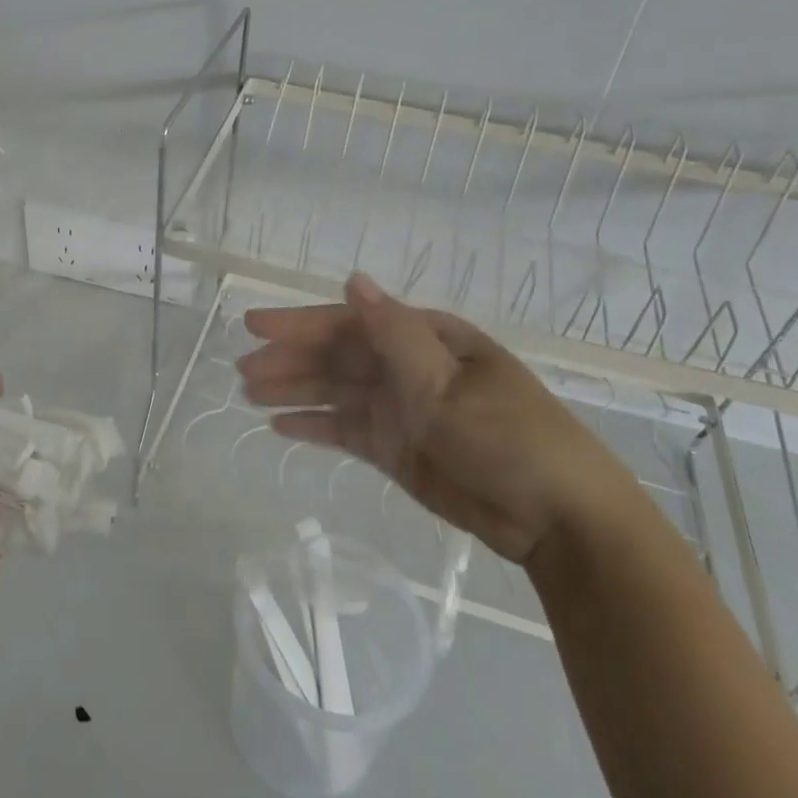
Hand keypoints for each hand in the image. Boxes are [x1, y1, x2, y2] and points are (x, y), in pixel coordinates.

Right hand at [239, 273, 630, 562]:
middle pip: (337, 358)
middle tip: (241, 370)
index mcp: (425, 339)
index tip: (254, 327)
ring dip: (293, 390)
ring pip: (335, 393)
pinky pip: (346, 430)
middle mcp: (408, 367)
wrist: (556, 519)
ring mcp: (401, 409)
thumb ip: (393, 333)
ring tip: (249, 394)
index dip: (300, 324)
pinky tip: (280, 427)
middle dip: (289, 361)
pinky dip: (315, 427)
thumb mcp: (447, 382)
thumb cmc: (507, 437)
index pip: (351, 323)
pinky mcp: (396, 448)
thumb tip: (354, 278)